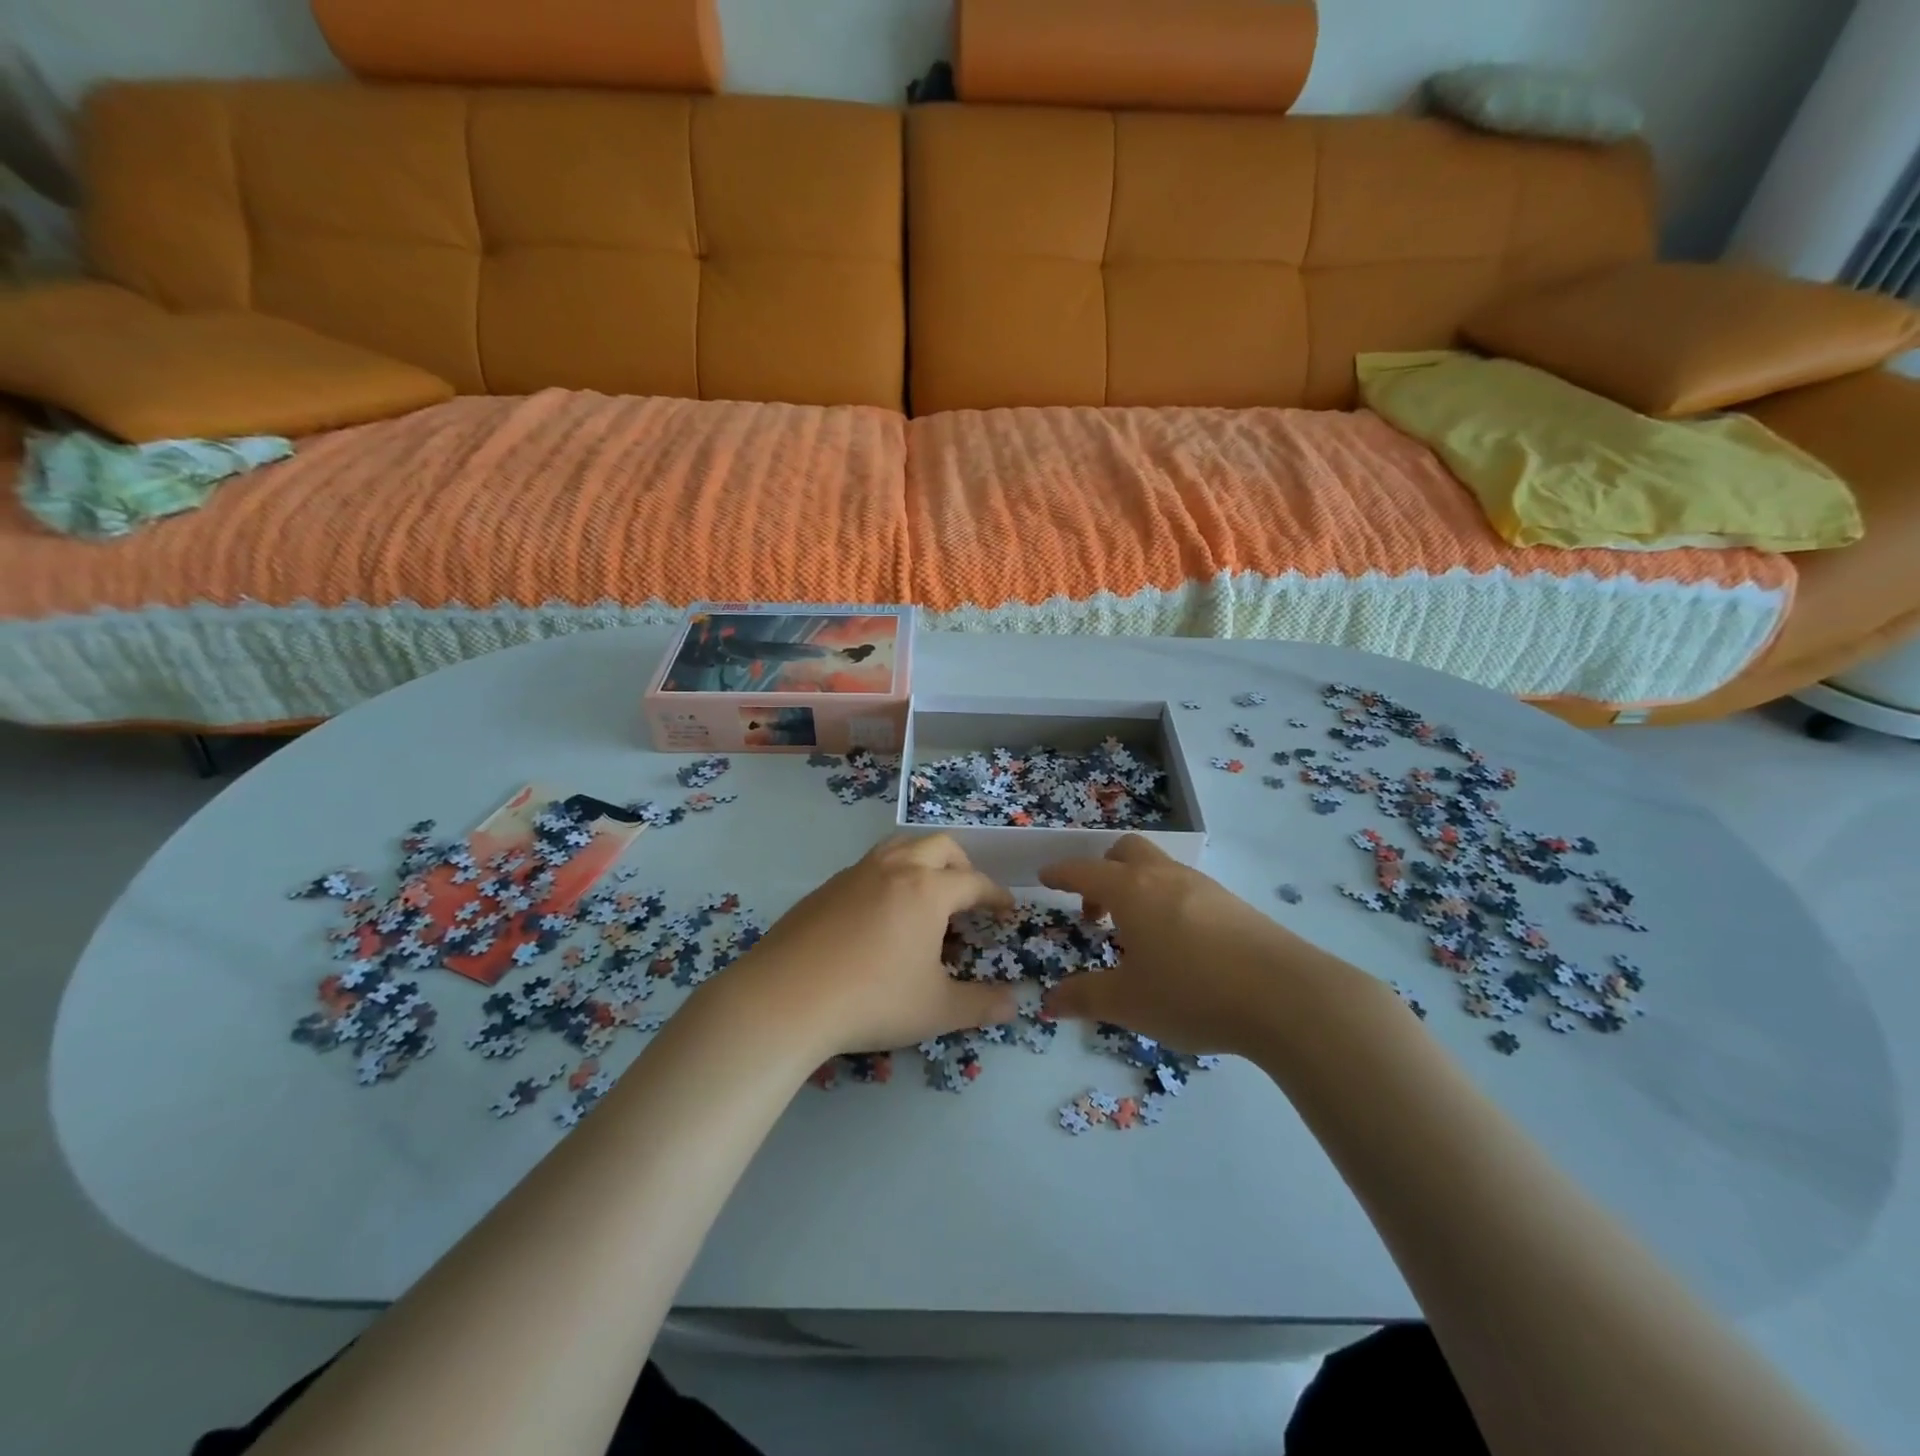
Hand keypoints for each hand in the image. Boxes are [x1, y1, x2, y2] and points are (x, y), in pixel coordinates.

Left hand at [723, 834, 1017, 1057]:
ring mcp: (854, 874)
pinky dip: (887, 877)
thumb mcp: (935, 1009)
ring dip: (921, 860)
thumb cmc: (871, 1000)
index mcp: (927, 890)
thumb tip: (1015, 1005)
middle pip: (938, 846)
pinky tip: (879, 914)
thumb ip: (980, 1005)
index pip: (974, 882)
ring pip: (898, 847)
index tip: (1007, 909)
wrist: (784, 998)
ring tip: (925, 893)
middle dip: (962, 865)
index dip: (996, 895)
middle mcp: (893, 869)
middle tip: (968, 895)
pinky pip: (868, 867)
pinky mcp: (824, 888)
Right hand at [1039, 835, 1343, 1055]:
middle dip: (1103, 871)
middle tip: (1095, 911)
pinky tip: (1179, 946)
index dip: (1061, 873)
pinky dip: (1167, 903)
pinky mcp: (1234, 905)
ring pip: (1160, 868)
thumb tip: (1048, 1002)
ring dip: (1137, 888)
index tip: (1045, 877)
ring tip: (1137, 935)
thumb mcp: (1128, 1002)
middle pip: (1126, 851)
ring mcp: (1204, 887)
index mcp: (1131, 891)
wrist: (1288, 997)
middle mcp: (1165, 877)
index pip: (1085, 871)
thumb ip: (1084, 997)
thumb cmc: (1193, 993)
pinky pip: (1186, 889)